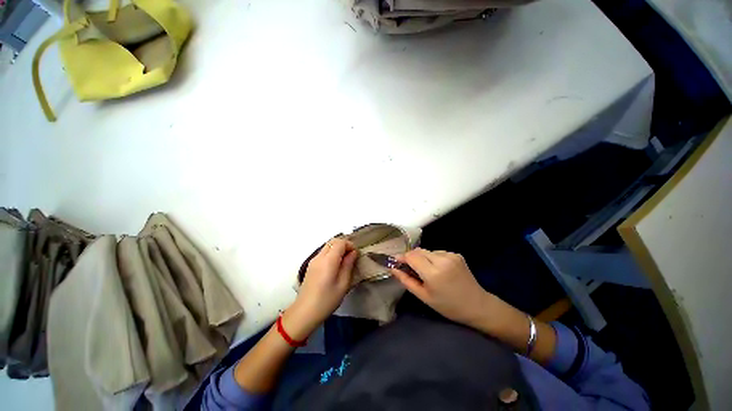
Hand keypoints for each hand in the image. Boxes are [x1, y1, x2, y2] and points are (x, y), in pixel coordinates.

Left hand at [285, 238, 357, 338]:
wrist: (304, 312)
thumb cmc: (327, 300)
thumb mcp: (343, 284)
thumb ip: (348, 265)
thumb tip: (353, 253)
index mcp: (328, 260)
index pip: (340, 242)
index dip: (350, 245)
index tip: (356, 254)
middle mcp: (319, 257)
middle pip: (333, 242)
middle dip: (344, 245)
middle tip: (351, 256)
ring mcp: (313, 260)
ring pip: (327, 246)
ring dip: (337, 249)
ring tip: (344, 261)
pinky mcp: (311, 266)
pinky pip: (323, 253)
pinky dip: (331, 253)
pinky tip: (335, 266)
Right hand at [391, 248, 490, 326]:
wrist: (477, 305)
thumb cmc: (448, 306)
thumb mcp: (424, 296)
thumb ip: (406, 280)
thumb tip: (392, 268)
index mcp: (433, 273)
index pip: (411, 256)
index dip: (402, 257)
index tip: (396, 262)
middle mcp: (442, 260)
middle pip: (418, 251)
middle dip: (411, 257)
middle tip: (409, 268)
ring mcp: (451, 255)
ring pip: (427, 251)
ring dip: (422, 258)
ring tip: (426, 271)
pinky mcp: (456, 254)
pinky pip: (437, 252)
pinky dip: (433, 258)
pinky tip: (438, 269)